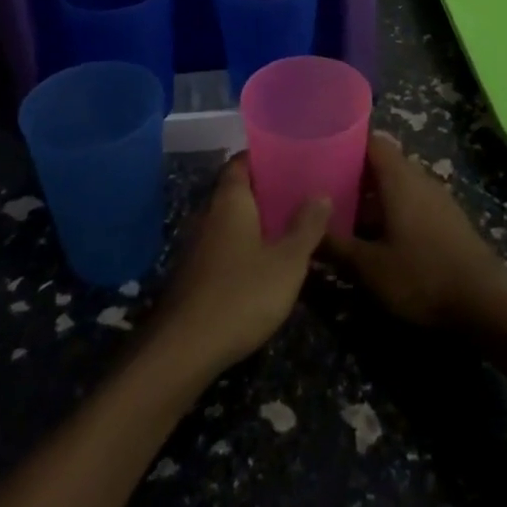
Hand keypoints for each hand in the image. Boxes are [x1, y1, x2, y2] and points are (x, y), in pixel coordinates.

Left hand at [150, 156, 328, 377]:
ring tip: (289, 226)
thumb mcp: (287, 262)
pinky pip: (224, 246)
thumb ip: (306, 226)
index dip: (263, 157)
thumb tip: (321, 193)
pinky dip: (244, 246)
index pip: (241, 162)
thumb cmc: (241, 294)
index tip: (289, 158)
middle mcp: (209, 214)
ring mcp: (198, 246)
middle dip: (265, 190)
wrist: (185, 348)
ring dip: (255, 221)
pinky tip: (265, 263)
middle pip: (236, 190)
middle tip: (299, 192)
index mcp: (230, 201)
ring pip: (230, 220)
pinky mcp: (195, 274)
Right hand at [324, 135, 506, 328]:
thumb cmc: (422, 275)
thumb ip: (335, 246)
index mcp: (398, 177)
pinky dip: (393, 210)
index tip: (320, 150)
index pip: (371, 140)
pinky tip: (378, 235)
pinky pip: (413, 201)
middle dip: (355, 172)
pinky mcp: (448, 219)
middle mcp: (419, 177)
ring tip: (345, 213)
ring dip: (374, 195)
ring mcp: (437, 198)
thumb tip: (305, 230)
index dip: (345, 141)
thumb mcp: (370, 266)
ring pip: (398, 184)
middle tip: (325, 188)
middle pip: (383, 161)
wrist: (486, 302)